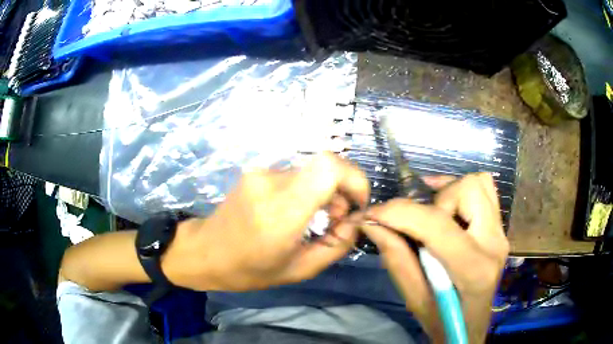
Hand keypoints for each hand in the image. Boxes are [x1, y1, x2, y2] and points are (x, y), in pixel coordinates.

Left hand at [162, 152, 369, 291]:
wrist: (204, 252)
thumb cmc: (249, 270)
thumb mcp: (299, 270)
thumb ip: (337, 245)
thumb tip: (355, 220)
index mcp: (280, 213)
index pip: (328, 167)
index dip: (354, 178)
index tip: (356, 203)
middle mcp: (270, 183)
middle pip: (325, 166)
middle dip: (341, 190)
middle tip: (335, 220)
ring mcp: (260, 173)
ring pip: (311, 171)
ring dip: (324, 191)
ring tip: (315, 219)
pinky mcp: (256, 171)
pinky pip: (295, 174)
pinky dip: (307, 189)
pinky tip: (298, 211)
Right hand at [361, 173, 508, 342]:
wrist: (471, 326)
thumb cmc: (442, 321)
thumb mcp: (413, 298)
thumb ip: (395, 257)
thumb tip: (372, 223)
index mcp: (473, 269)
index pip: (437, 225)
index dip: (399, 213)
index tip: (372, 213)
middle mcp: (494, 243)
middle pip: (467, 189)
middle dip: (433, 200)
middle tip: (418, 223)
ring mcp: (501, 233)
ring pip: (479, 183)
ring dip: (449, 192)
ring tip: (433, 213)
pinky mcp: (500, 228)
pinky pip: (485, 190)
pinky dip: (461, 190)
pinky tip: (445, 206)